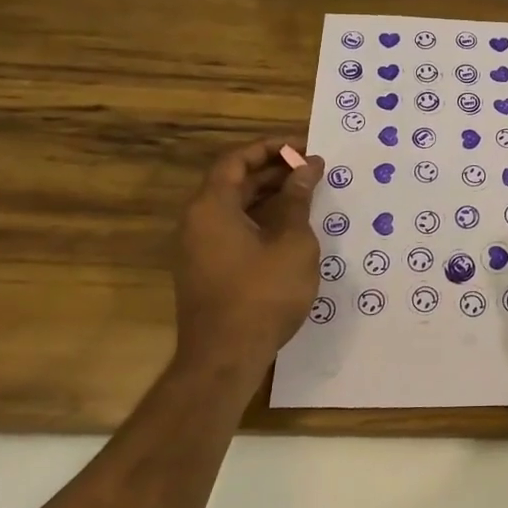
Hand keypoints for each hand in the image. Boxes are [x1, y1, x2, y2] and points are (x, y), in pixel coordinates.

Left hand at [173, 138, 324, 384]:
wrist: (225, 359)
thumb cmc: (263, 293)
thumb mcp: (291, 241)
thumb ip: (297, 199)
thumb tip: (307, 167)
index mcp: (211, 206)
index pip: (236, 159)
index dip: (270, 148)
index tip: (303, 148)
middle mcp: (197, 221)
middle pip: (233, 181)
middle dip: (273, 170)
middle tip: (311, 169)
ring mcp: (198, 248)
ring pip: (233, 207)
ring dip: (268, 195)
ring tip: (306, 194)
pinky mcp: (205, 270)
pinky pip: (232, 229)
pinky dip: (259, 218)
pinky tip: (290, 228)